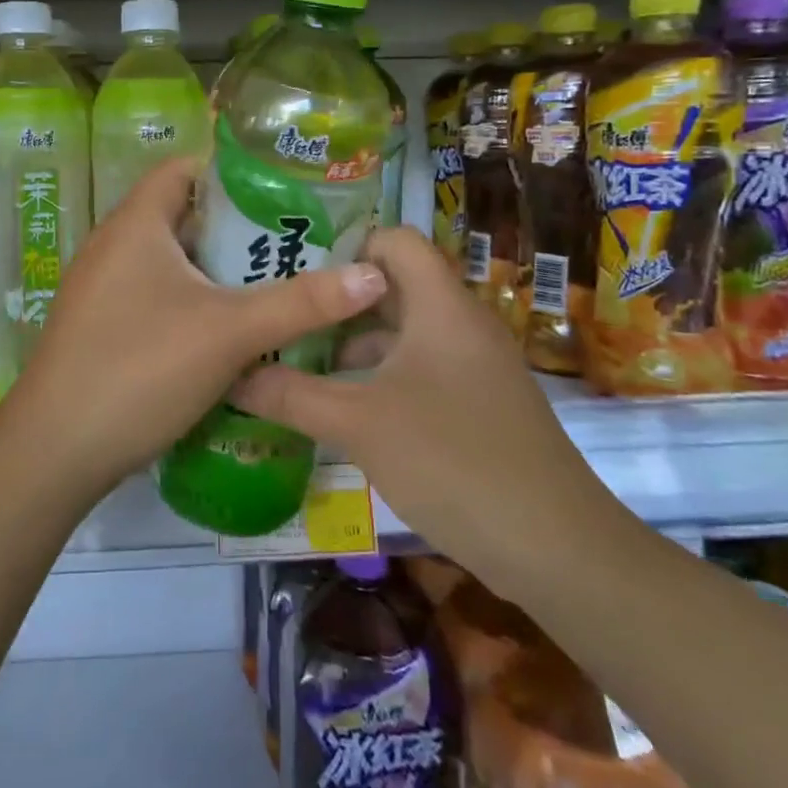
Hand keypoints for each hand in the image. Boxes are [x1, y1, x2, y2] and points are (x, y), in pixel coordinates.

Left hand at [0, 158, 388, 494]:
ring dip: (221, 270)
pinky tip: (235, 331)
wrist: (54, 451)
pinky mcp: (103, 326)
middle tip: (298, 242)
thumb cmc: (139, 369)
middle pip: (185, 216)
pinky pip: (159, 296)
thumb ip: (302, 302)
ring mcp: (104, 289)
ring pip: (174, 262)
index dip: (235, 170)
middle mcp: (114, 246)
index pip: (186, 168)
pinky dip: (197, 302)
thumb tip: (374, 274)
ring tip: (279, 283)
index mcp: (135, 224)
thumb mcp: (229, 331)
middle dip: (241, 227)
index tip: (288, 188)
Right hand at [230, 227, 635, 599]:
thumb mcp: (357, 424)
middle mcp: (462, 323)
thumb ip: (290, 395)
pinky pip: (421, 369)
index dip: (346, 248)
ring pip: (405, 333)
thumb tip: (232, 374)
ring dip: (354, 345)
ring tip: (298, 365)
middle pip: (393, 287)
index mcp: (441, 305)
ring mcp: (475, 366)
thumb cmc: (452, 461)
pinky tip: (344, 410)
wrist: (555, 547)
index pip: (394, 240)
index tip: (295, 276)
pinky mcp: (480, 404)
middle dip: (337, 303)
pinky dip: (380, 377)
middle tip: (282, 319)